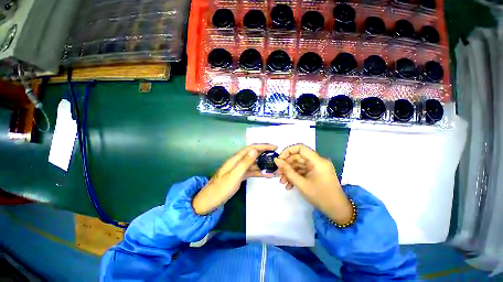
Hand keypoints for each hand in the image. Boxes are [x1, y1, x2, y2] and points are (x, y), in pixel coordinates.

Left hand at [193, 144, 276, 214]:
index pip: (251, 148)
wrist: (209, 202)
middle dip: (265, 154)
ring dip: (264, 164)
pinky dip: (259, 172)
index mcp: (236, 159)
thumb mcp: (234, 176)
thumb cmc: (220, 189)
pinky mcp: (239, 176)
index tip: (274, 147)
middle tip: (277, 157)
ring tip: (275, 167)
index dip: (263, 146)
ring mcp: (238, 169)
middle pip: (253, 155)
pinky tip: (267, 175)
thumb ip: (244, 163)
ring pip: (253, 164)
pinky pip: (251, 171)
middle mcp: (238, 162)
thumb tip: (255, 150)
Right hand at [274, 144, 352, 223]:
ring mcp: (316, 168)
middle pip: (298, 157)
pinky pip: (303, 171)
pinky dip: (295, 176)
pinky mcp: (316, 173)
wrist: (337, 211)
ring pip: (299, 165)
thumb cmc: (320, 196)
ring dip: (289, 172)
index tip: (279, 160)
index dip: (288, 151)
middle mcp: (317, 161)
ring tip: (282, 182)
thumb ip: (287, 171)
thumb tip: (276, 160)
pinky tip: (289, 185)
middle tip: (278, 174)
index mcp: (317, 161)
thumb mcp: (301, 183)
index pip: (300, 148)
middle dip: (287, 165)